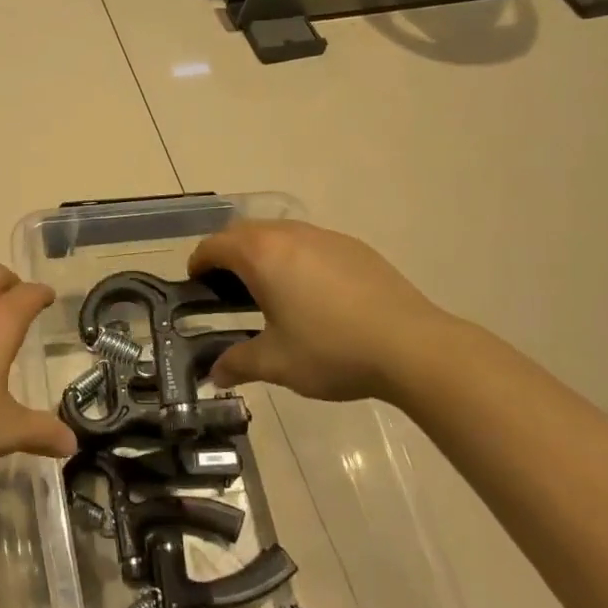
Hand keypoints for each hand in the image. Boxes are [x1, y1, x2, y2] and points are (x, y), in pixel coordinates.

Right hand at [188, 220, 452, 400]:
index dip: (199, 263)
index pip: (216, 245)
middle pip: (245, 232)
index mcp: (262, 255)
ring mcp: (326, 237)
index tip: (195, 284)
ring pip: (280, 234)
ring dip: (264, 253)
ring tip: (268, 291)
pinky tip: (312, 294)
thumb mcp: (277, 363)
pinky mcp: (354, 248)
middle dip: (229, 254)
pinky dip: (296, 258)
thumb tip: (214, 375)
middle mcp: (290, 235)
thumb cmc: (331, 350)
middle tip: (225, 288)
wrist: (411, 345)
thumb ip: (239, 363)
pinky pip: (311, 243)